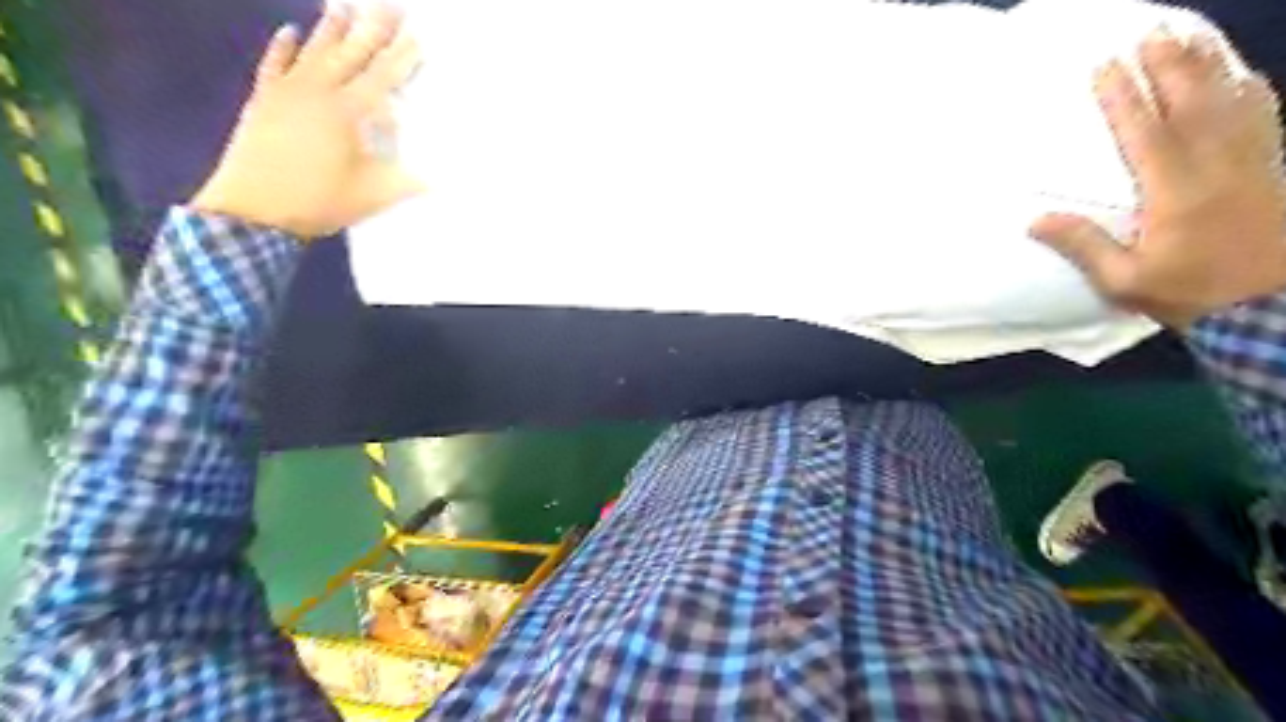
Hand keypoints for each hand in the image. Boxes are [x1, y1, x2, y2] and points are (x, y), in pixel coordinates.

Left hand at [189, 0, 422, 239]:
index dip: (402, 57)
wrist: (255, 209)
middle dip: (373, 28)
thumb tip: (437, 178)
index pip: (382, 77)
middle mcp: (318, 92)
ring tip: (343, 4)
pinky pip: (274, 65)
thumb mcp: (373, 195)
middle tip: (390, 6)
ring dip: (330, 28)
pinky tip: (289, 31)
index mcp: (348, 112)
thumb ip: (405, 180)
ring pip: (313, 51)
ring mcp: (287, 92)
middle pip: (351, 53)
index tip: (418, 36)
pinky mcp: (264, 100)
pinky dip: (282, 47)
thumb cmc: (319, 201)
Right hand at [1034, 28, 1284, 328]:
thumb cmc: (1188, 294)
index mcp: (1175, 192)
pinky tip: (1243, 75)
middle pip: (1192, 105)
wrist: (1269, 309)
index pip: (1144, 133)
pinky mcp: (1272, 170)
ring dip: (1210, 67)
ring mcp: (1252, 163)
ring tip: (1192, 37)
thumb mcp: (1122, 280)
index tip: (1105, 66)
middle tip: (1151, 33)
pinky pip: (1264, 119)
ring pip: (1232, 102)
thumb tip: (1034, 220)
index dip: (1123, 98)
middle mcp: (1216, 166)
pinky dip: (1253, 91)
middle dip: (1170, 66)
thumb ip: (1083, 246)